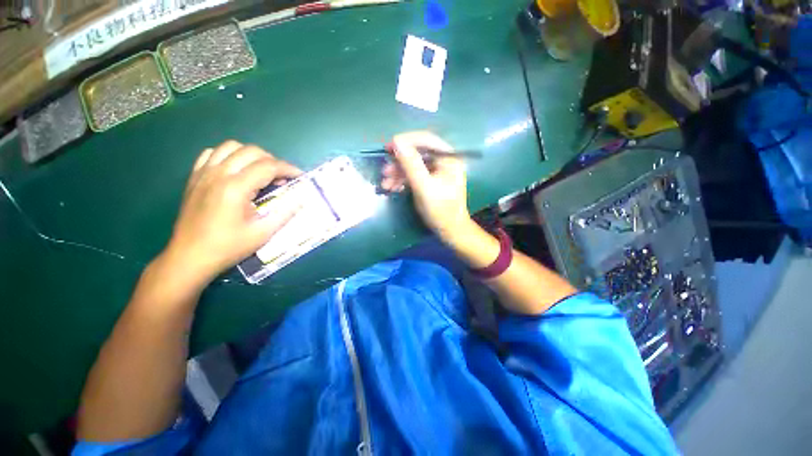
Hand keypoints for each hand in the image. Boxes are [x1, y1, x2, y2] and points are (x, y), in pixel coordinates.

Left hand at [162, 140, 301, 286]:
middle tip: (282, 177)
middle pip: (252, 151)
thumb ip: (285, 213)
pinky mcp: (194, 177)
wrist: (189, 257)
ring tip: (261, 171)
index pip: (268, 166)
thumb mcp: (263, 233)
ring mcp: (204, 173)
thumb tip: (301, 198)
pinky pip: (212, 153)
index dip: (288, 169)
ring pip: (231, 146)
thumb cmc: (228, 247)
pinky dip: (229, 155)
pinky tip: (236, 170)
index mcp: (236, 188)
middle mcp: (219, 174)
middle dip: (273, 161)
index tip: (300, 176)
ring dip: (252, 155)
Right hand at [381, 131, 471, 241]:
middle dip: (399, 163)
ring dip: (398, 173)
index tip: (388, 147)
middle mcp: (443, 161)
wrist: (449, 231)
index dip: (406, 141)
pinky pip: (414, 176)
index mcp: (448, 158)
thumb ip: (411, 164)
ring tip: (385, 184)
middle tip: (384, 170)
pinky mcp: (430, 181)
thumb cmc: (440, 209)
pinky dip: (403, 181)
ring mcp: (437, 172)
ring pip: (413, 166)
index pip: (426, 140)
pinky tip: (393, 188)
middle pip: (418, 153)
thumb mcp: (424, 187)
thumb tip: (397, 142)